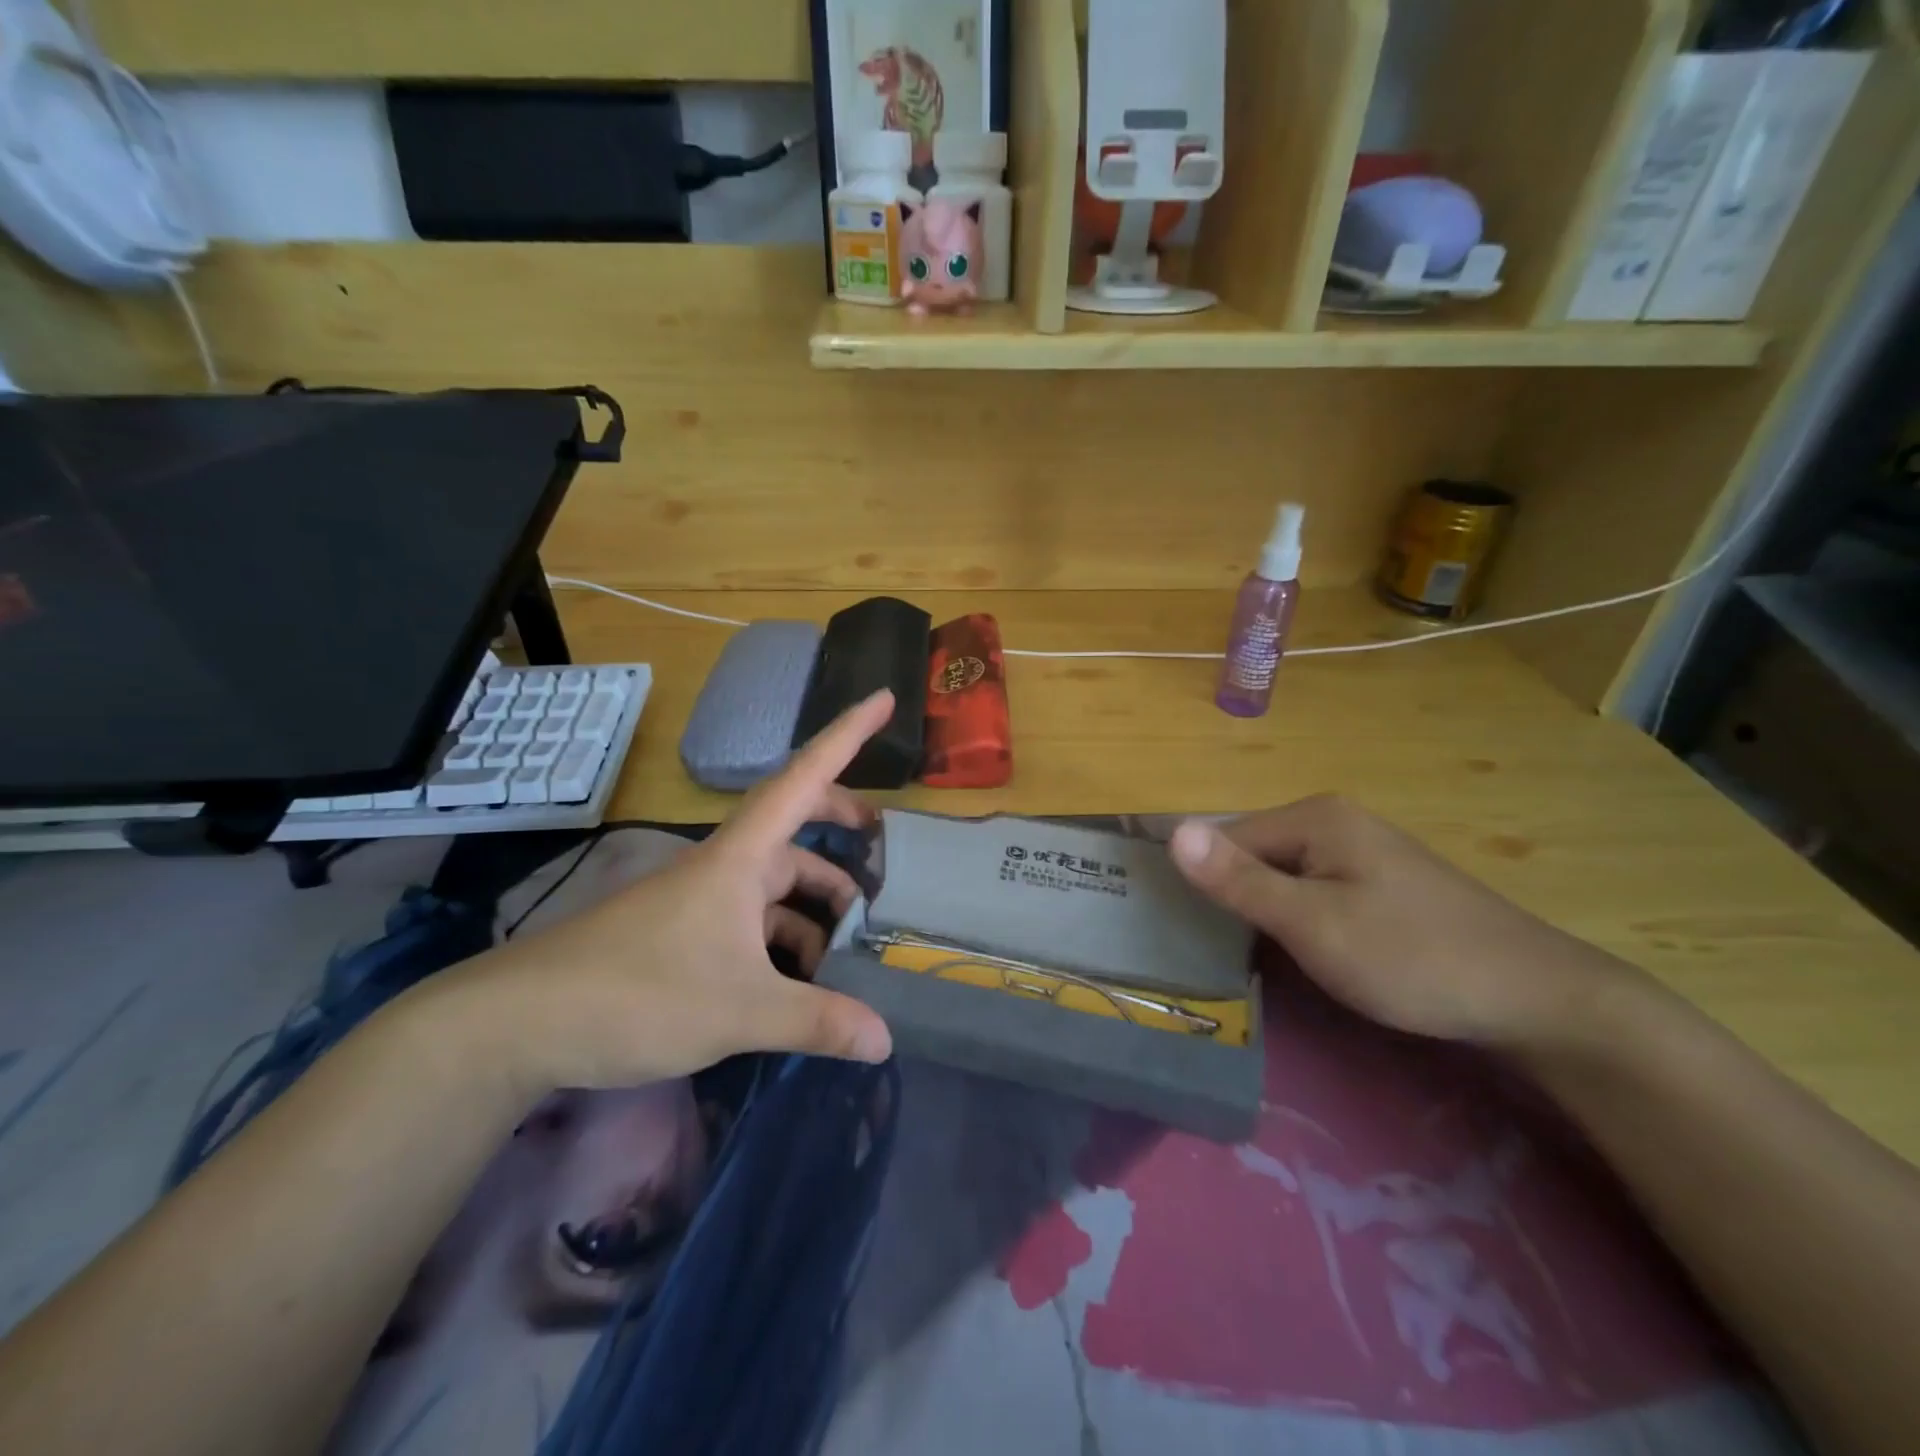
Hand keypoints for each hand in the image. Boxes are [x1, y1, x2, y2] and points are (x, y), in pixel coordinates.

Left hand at [429, 692, 896, 1099]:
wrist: (519, 1023)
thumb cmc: (638, 993)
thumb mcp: (740, 1010)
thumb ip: (818, 1020)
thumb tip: (886, 1040)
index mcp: (740, 858)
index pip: (804, 778)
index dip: (847, 735)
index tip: (884, 698)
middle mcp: (723, 867)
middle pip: (794, 828)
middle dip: (839, 828)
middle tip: (880, 847)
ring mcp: (700, 900)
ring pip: (774, 886)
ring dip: (814, 906)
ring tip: (847, 949)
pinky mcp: (682, 933)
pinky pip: (750, 921)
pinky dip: (782, 941)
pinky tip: (797, 982)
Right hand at [1168, 795, 1645, 1053]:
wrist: (1536, 999)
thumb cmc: (1412, 957)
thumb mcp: (1313, 923)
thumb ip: (1240, 880)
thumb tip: (1172, 831)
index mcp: (1315, 817)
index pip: (1226, 839)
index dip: (1201, 881)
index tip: (1182, 932)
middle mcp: (1335, 822)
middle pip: (1253, 854)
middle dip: (1231, 897)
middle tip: (1212, 952)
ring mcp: (1362, 852)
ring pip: (1282, 876)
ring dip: (1261, 911)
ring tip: (1245, 957)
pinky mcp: (1380, 884)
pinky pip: (1313, 891)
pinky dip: (1295, 919)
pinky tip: (1298, 952)